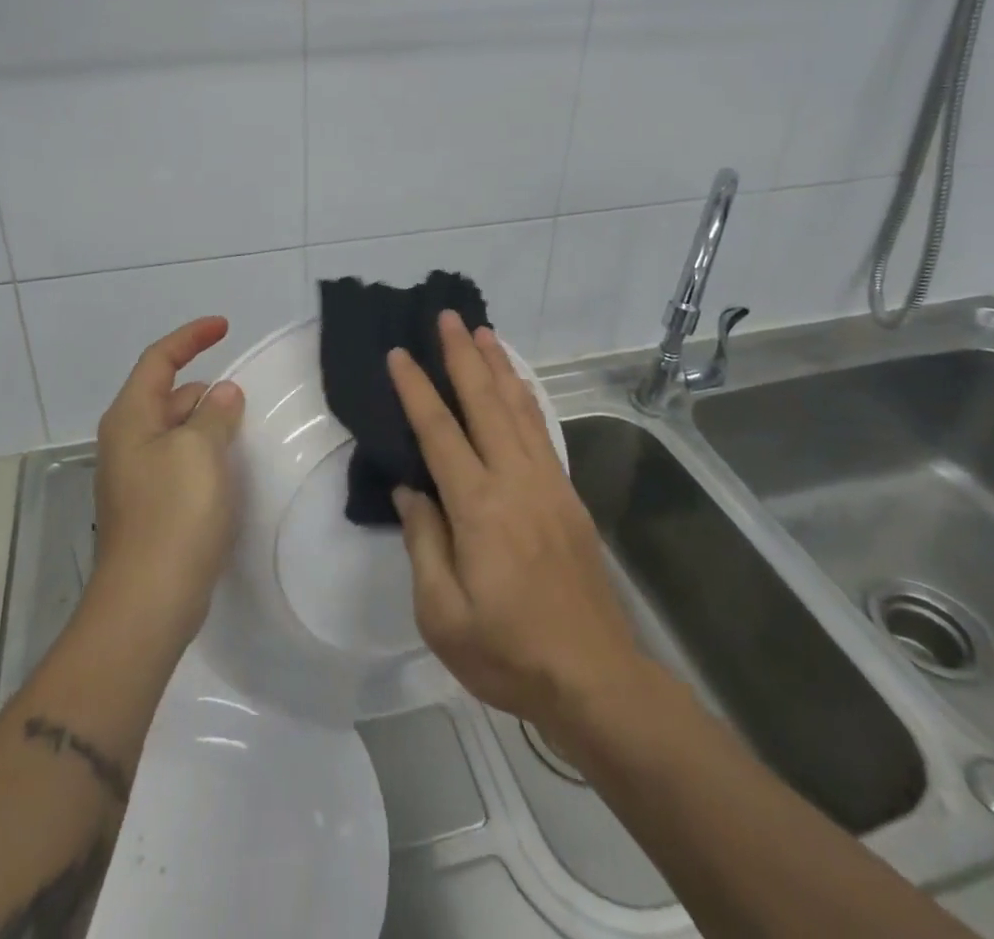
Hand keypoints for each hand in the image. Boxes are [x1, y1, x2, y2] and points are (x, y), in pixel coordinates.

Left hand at [90, 316, 245, 643]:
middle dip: (205, 388)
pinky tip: (232, 469)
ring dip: (209, 423)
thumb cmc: (173, 515)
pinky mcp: (152, 508)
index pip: (159, 360)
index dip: (191, 337)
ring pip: (177, 431)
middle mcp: (128, 442)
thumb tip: (222, 394)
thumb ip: (214, 414)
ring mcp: (137, 478)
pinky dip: (206, 454)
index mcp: (131, 418)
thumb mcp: (200, 451)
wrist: (147, 603)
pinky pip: (182, 463)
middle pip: (167, 395)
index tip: (225, 326)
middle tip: (247, 395)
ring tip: (247, 428)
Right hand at [389, 312, 641, 731]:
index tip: (399, 354)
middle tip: (448, 316)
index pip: (439, 432)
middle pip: (485, 403)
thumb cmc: (508, 652)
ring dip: (499, 367)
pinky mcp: (568, 497)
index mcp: (478, 508)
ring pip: (519, 409)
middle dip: (464, 356)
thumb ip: (423, 542)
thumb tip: (411, 489)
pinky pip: (542, 431)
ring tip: (483, 332)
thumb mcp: (442, 614)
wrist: (594, 677)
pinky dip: (526, 398)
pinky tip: (518, 385)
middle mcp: (515, 481)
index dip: (417, 390)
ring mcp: (548, 485)